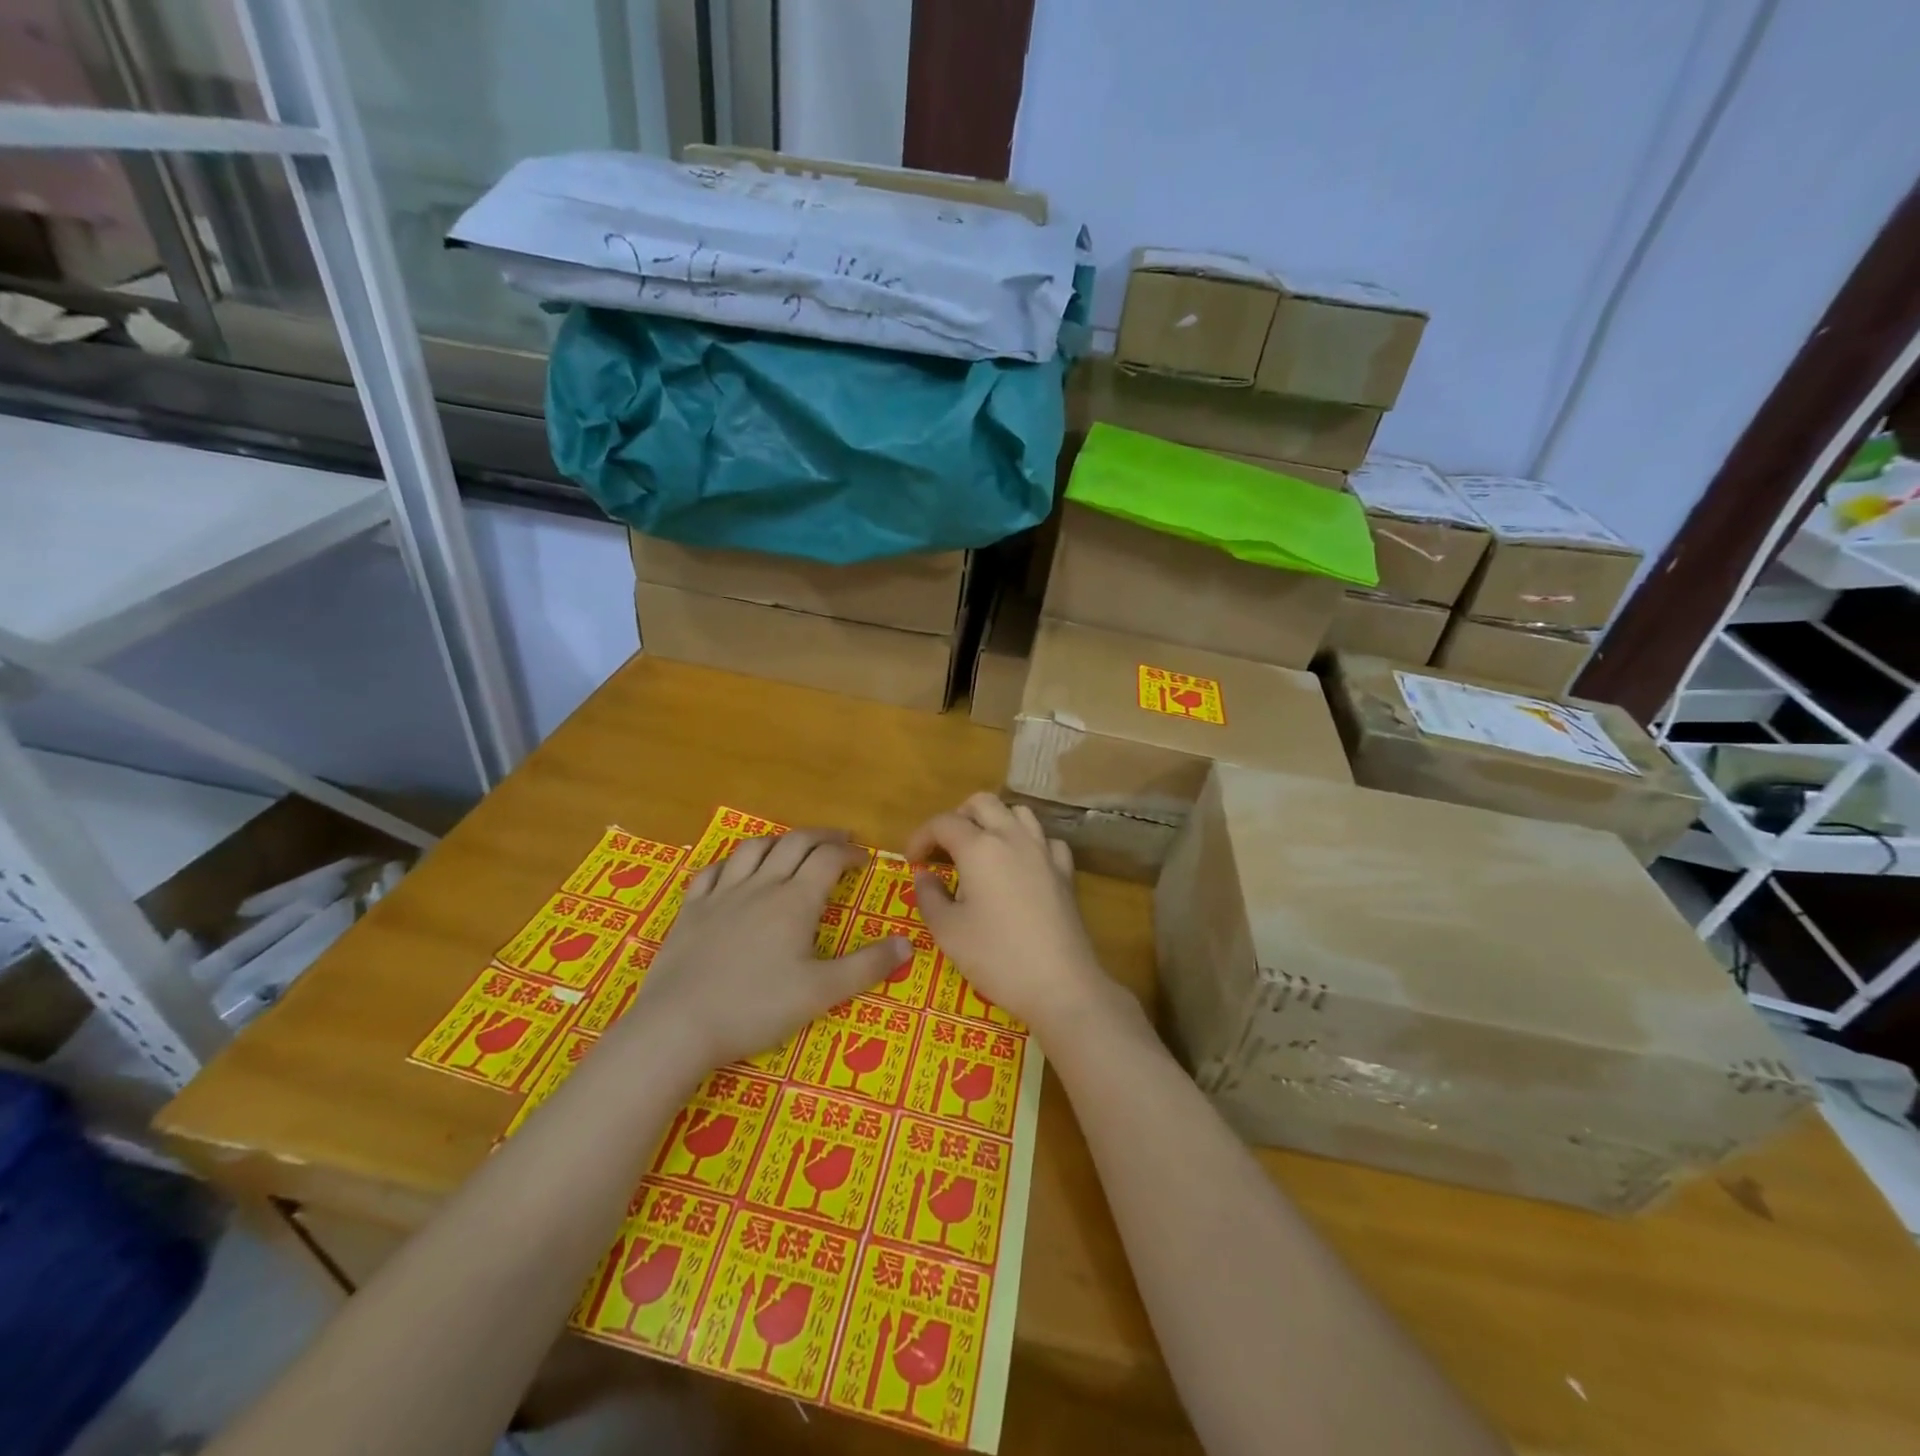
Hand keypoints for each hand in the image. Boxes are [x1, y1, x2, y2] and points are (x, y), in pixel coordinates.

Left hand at [623, 829, 908, 1072]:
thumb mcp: (821, 992)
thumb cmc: (756, 1007)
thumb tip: (908, 944)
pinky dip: (731, 862)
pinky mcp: (692, 909)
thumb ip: (867, 966)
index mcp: (795, 900)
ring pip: (754, 849)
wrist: (679, 1025)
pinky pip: (712, 871)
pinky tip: (735, 871)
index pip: (829, 859)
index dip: (850, 854)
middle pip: (794, 843)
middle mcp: (761, 885)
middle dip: (822, 837)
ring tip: (792, 847)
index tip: (865, 859)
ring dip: (779, 841)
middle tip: (840, 841)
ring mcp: (722, 893)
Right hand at [907, 793, 1114, 1040]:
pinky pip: (1046, 840)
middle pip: (983, 803)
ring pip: (1019, 812)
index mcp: (979, 848)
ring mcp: (1044, 852)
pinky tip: (1021, 866)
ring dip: (995, 821)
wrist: (1060, 984)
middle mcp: (1013, 838)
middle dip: (958, 817)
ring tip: (982, 850)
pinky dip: (1029, 843)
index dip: (921, 836)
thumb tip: (925, 875)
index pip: (943, 822)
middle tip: (945, 848)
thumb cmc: (996, 957)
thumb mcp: (948, 932)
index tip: (911, 860)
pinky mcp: (1066, 872)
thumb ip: (930, 896)